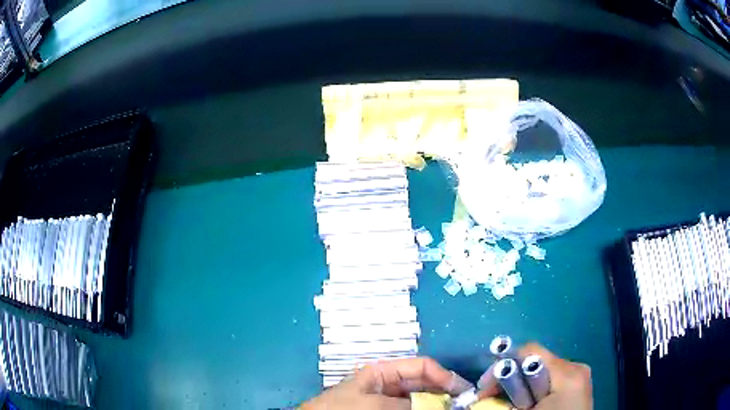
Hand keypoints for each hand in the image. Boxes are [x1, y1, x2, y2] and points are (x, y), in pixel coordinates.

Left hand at [302, 357, 473, 409]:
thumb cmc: (341, 409)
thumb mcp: (375, 405)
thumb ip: (408, 405)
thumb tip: (439, 407)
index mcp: (383, 372)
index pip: (421, 366)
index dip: (444, 375)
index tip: (463, 391)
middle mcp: (388, 384)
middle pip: (423, 384)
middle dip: (444, 392)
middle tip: (463, 404)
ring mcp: (387, 400)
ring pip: (419, 399)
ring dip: (435, 404)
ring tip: (453, 408)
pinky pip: (409, 408)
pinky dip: (422, 409)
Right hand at [477, 343, 592, 409]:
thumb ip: (503, 403)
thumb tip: (477, 399)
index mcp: (567, 373)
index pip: (529, 351)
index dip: (502, 366)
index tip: (484, 388)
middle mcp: (576, 368)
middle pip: (534, 363)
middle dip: (510, 380)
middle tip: (491, 399)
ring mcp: (579, 377)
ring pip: (541, 373)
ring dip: (521, 388)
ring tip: (511, 406)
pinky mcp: (578, 387)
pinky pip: (550, 382)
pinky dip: (534, 392)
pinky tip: (528, 406)